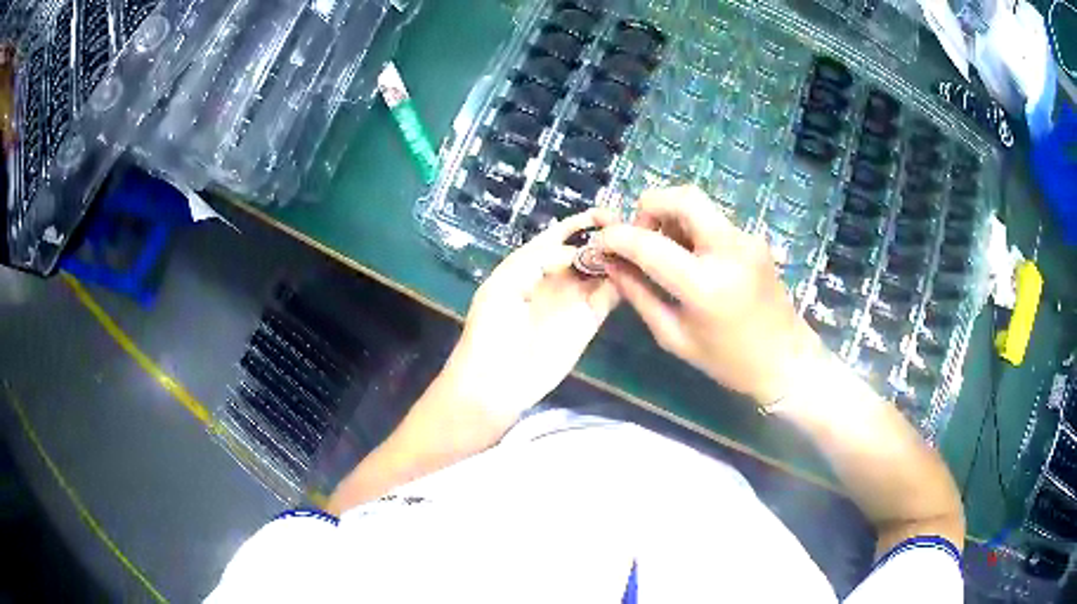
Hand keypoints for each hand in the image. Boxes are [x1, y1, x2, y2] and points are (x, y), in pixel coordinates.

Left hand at [441, 210, 620, 423]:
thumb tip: (578, 253)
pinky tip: (636, 271)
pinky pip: (610, 295)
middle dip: (607, 236)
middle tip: (633, 228)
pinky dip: (623, 282)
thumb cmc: (490, 329)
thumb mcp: (504, 284)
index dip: (582, 222)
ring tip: (641, 244)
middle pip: (587, 248)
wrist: (495, 381)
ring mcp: (574, 299)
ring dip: (619, 257)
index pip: (561, 234)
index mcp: (530, 262)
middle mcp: (556, 276)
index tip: (607, 213)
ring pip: (602, 269)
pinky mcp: (589, 321)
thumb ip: (539, 260)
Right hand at [599, 186, 820, 404]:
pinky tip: (690, 258)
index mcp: (705, 284)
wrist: (785, 360)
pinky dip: (690, 228)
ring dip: (670, 217)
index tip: (600, 244)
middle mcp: (729, 249)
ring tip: (664, 252)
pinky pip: (712, 220)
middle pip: (680, 197)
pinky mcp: (754, 238)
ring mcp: (746, 239)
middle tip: (640, 238)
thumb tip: (610, 262)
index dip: (616, 238)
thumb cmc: (727, 361)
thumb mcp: (674, 336)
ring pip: (697, 204)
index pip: (648, 243)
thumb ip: (638, 294)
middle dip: (648, 208)